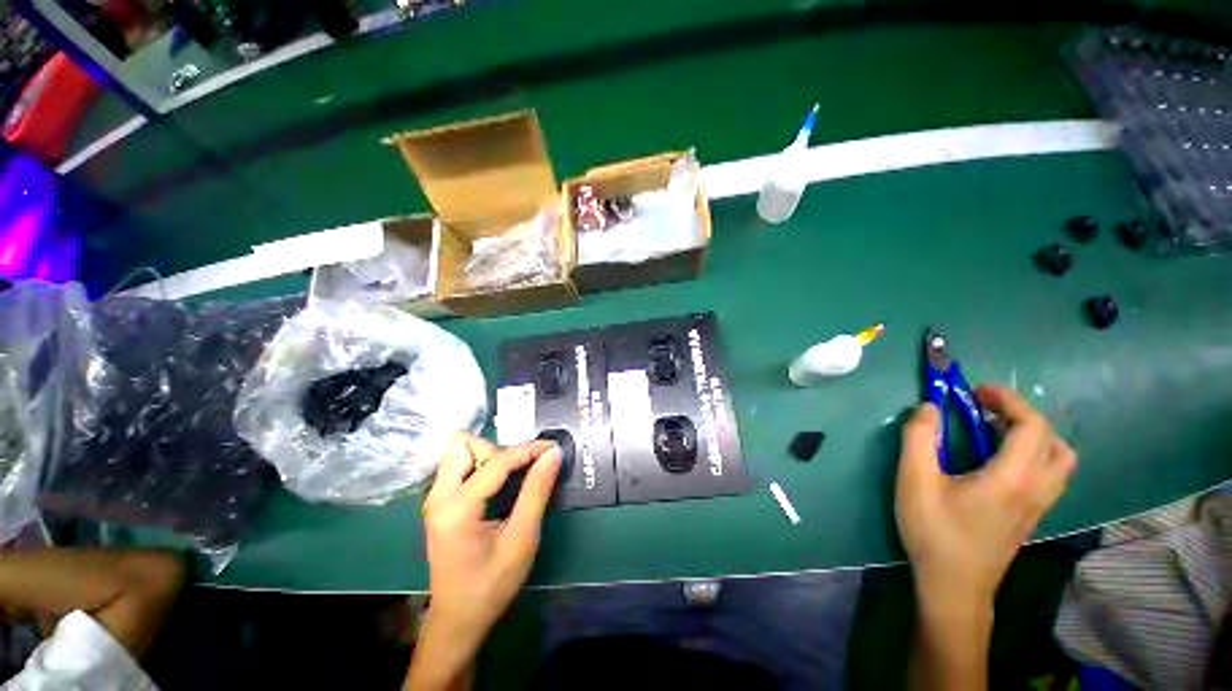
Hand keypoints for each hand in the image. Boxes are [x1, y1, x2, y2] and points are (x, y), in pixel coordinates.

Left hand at [421, 434, 561, 645]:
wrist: (458, 621)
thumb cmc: (491, 585)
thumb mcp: (522, 539)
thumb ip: (537, 491)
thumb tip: (553, 453)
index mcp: (457, 507)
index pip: (497, 460)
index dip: (529, 449)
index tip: (554, 447)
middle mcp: (438, 496)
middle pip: (464, 444)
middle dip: (498, 449)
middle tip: (521, 471)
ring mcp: (435, 499)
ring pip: (459, 452)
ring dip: (489, 456)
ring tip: (511, 478)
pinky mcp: (439, 503)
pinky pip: (460, 466)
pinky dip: (482, 465)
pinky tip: (499, 485)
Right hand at [895, 385, 1076, 606]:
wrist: (954, 586)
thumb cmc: (934, 531)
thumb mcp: (914, 480)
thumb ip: (919, 438)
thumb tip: (929, 406)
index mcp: (1012, 477)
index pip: (1032, 426)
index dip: (1009, 400)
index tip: (976, 390)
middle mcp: (1036, 488)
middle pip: (1054, 441)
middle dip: (1023, 416)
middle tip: (986, 411)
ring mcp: (1038, 506)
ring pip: (1058, 462)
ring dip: (1034, 437)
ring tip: (996, 434)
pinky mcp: (1031, 517)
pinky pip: (1048, 476)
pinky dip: (1032, 456)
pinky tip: (998, 463)